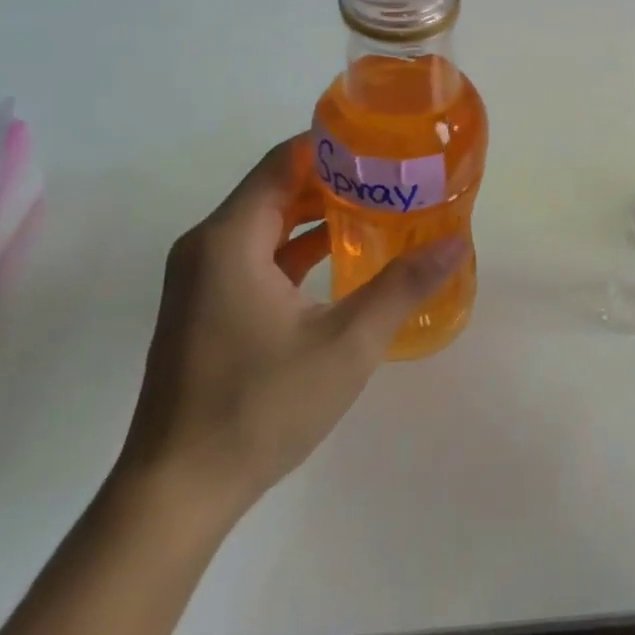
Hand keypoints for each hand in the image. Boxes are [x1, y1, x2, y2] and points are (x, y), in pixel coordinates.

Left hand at [116, 133, 462, 524]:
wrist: (177, 492)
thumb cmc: (259, 407)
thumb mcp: (346, 345)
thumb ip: (403, 287)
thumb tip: (456, 243)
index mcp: (230, 239)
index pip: (283, 161)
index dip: (332, 144)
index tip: (383, 141)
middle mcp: (208, 246)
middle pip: (276, 186)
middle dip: (334, 177)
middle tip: (392, 175)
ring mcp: (202, 279)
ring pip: (266, 222)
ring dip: (316, 212)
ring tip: (377, 207)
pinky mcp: (205, 307)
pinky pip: (256, 254)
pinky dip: (296, 246)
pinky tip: (341, 256)